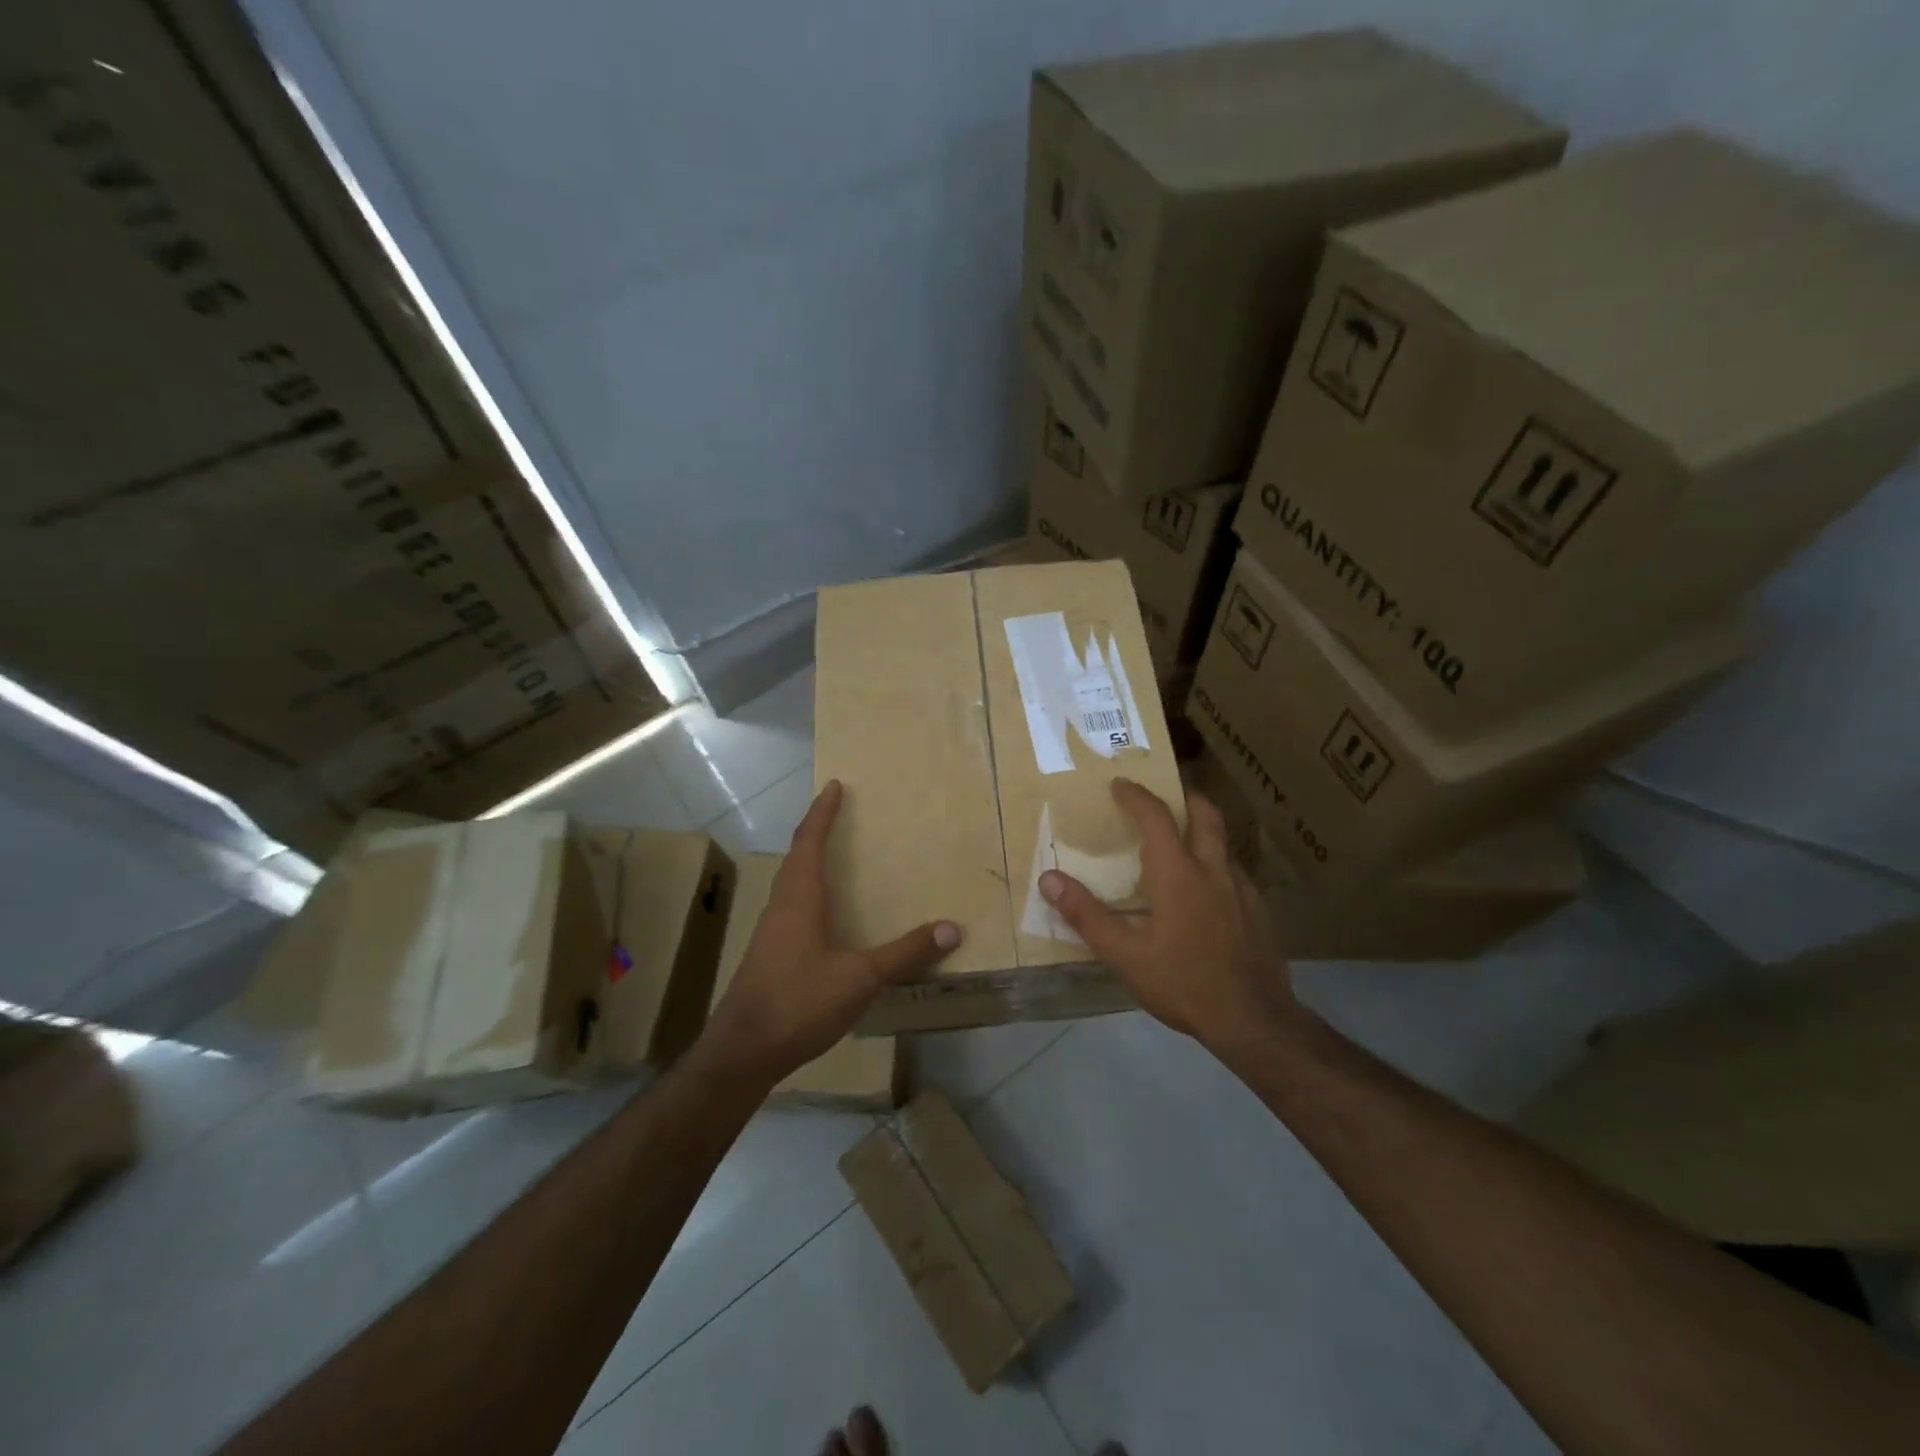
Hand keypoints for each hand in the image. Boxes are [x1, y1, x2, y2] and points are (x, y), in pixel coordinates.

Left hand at [703, 779, 961, 1082]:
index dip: (823, 812)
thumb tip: (952, 928)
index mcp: (800, 898)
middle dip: (816, 830)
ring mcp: (771, 931)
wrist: (743, 1051)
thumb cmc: (800, 1002)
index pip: (810, 841)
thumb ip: (905, 953)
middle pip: (797, 856)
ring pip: (791, 882)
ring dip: (809, 860)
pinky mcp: (769, 953)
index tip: (835, 786)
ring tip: (833, 854)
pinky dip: (808, 891)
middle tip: (837, 812)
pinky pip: (791, 905)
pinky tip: (824, 914)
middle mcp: (781, 905)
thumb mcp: (861, 978)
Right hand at [1038, 778, 1299, 1052]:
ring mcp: (1242, 889)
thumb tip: (1048, 879)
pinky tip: (1205, 893)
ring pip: (1223, 843)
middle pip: (1205, 814)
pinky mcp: (1259, 911)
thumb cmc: (1182, 983)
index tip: (1119, 784)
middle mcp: (1213, 870)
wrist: (1253, 1020)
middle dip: (1184, 797)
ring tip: (1181, 845)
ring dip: (1202, 831)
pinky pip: (1235, 872)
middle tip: (1165, 798)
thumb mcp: (1124, 955)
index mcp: (1178, 873)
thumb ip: (1085, 915)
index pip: (1156, 817)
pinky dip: (1216, 864)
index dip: (1136, 795)